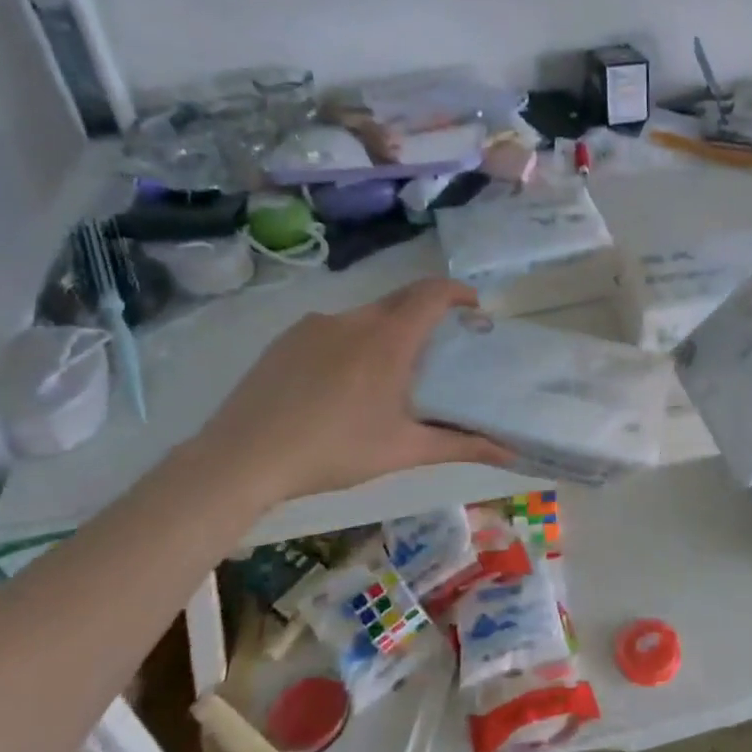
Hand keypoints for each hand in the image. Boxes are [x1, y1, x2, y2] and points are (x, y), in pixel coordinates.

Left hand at [190, 279, 512, 509]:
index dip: (458, 292)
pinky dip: (351, 343)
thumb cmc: (334, 451)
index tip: (474, 309)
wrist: (241, 459)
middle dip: (427, 314)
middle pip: (402, 300)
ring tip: (387, 374)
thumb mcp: (404, 450)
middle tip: (439, 347)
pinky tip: (340, 385)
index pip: (433, 293)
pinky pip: (332, 329)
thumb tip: (510, 452)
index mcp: (388, 339)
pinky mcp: (287, 339)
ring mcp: (315, 325)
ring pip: (366, 316)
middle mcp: (354, 319)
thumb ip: (462, 445)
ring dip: (388, 331)